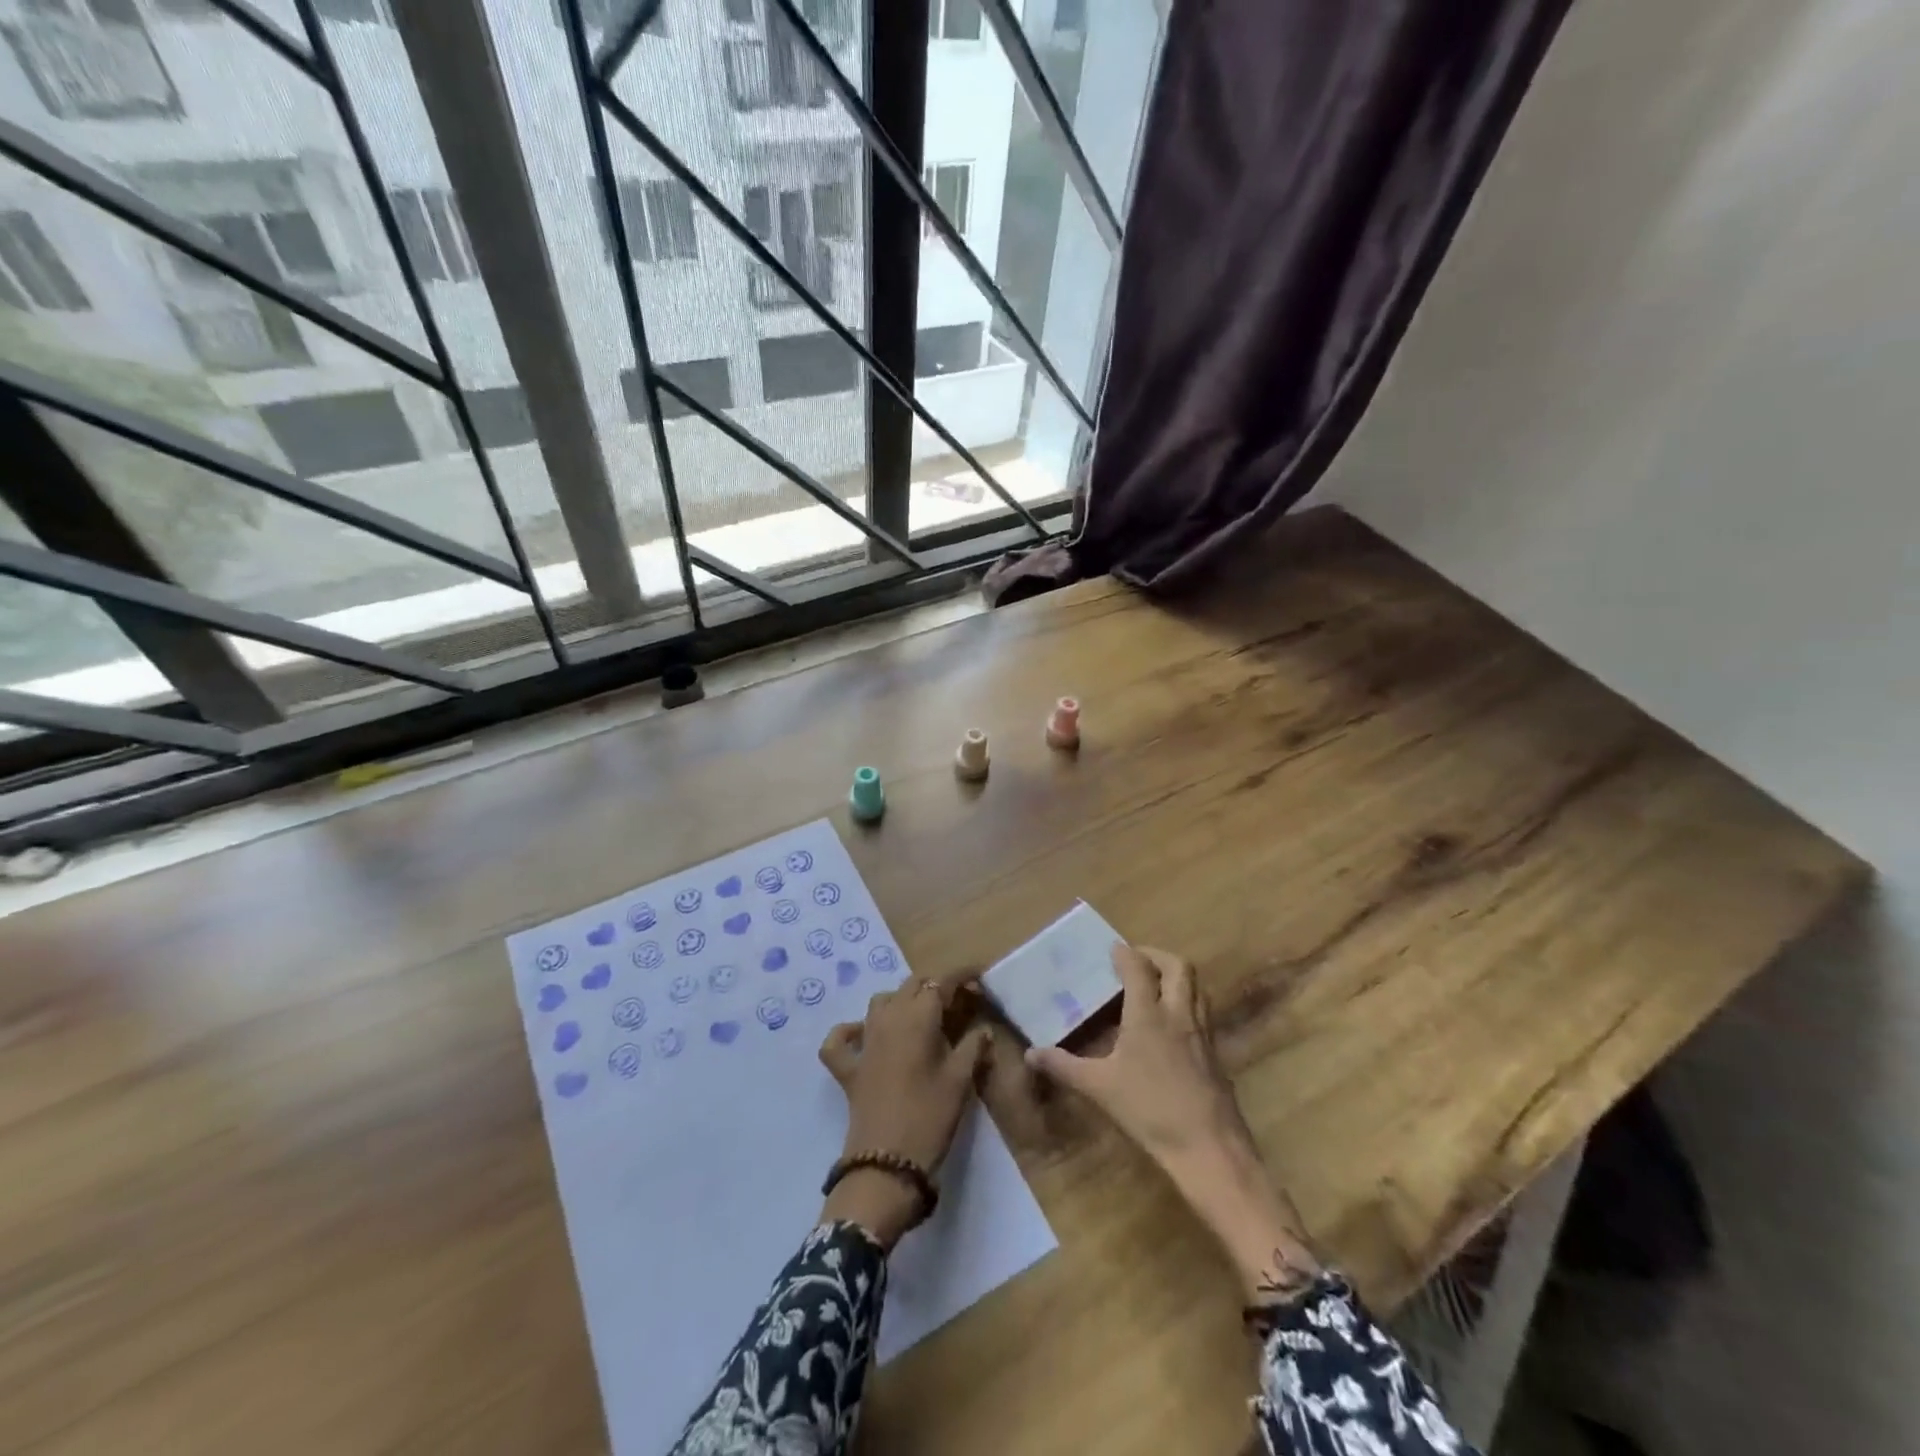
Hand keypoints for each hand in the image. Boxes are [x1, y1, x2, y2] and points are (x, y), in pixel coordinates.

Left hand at [817, 977, 989, 1249]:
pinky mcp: (848, 1067)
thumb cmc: (931, 1116)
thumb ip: (973, 1046)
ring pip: (881, 1002)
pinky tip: (863, 1035)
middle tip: (957, 1001)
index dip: (961, 976)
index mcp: (918, 1017)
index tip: (978, 978)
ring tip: (921, 1015)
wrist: (887, 1163)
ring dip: (901, 1000)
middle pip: (911, 985)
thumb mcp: (960, 1080)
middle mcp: (888, 1018)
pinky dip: (850, 1031)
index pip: (941, 982)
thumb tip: (983, 1028)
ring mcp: (864, 1041)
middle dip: (935, 986)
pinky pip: (841, 1039)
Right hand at [1026, 945, 1320, 1299]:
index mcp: (1149, 1014)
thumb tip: (1030, 1053)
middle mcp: (1179, 1014)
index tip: (1113, 948)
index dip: (1126, 954)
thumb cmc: (1150, 1110)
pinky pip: (1203, 1013)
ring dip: (1177, 977)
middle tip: (1137, 961)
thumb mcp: (1099, 1088)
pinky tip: (1172, 1027)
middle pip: (1178, 967)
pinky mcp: (1216, 1054)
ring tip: (1155, 986)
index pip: (1139, 969)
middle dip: (1157, 956)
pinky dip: (1187, 1004)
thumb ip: (1064, 1066)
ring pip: (1197, 987)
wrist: (1209, 1148)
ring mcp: (1203, 1033)